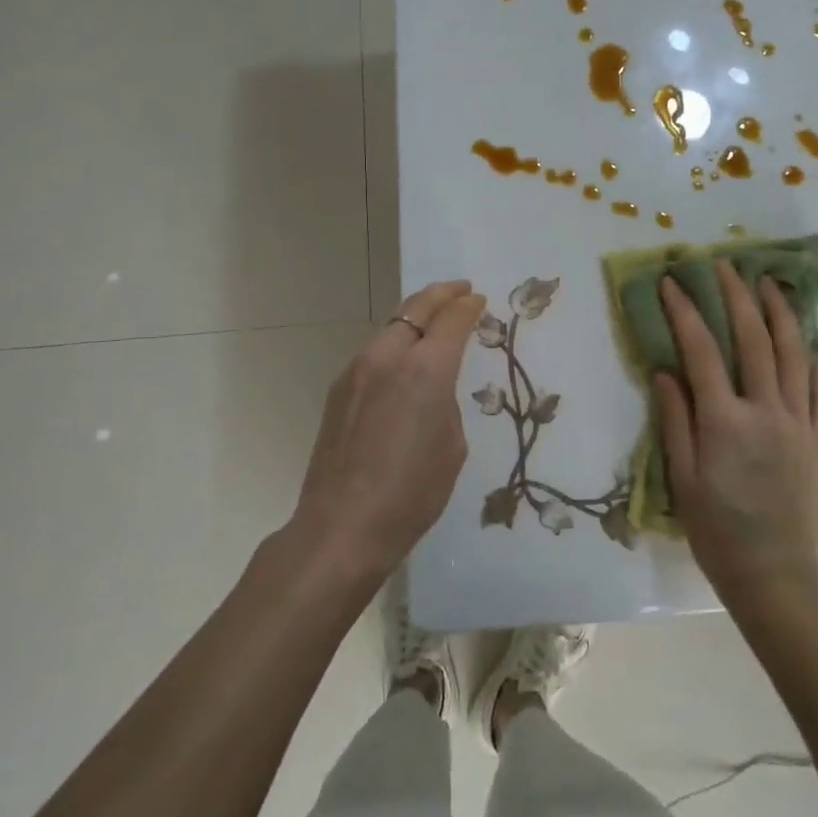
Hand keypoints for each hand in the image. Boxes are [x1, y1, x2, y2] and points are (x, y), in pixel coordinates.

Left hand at [291, 280, 487, 583]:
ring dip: (415, 316)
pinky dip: (395, 340)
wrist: (342, 526)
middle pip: (416, 308)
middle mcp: (388, 357)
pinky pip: (374, 350)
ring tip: (433, 318)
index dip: (468, 306)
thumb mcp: (451, 446)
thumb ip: (446, 401)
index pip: (452, 319)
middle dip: (441, 294)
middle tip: (459, 290)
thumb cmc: (411, 493)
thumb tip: (433, 387)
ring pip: (391, 326)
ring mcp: (357, 369)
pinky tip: (403, 356)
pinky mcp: (339, 388)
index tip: (478, 300)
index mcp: (426, 370)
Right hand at [652, 261, 817, 606]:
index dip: (685, 311)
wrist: (775, 577)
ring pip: (793, 354)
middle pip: (753, 339)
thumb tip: (665, 371)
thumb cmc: (717, 531)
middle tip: (725, 265)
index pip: (702, 350)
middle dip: (737, 296)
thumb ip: (674, 420)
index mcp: (725, 420)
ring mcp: (799, 422)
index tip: (673, 281)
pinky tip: (807, 346)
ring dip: (780, 314)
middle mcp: (765, 410)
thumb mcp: (682, 479)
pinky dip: (814, 362)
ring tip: (769, 283)